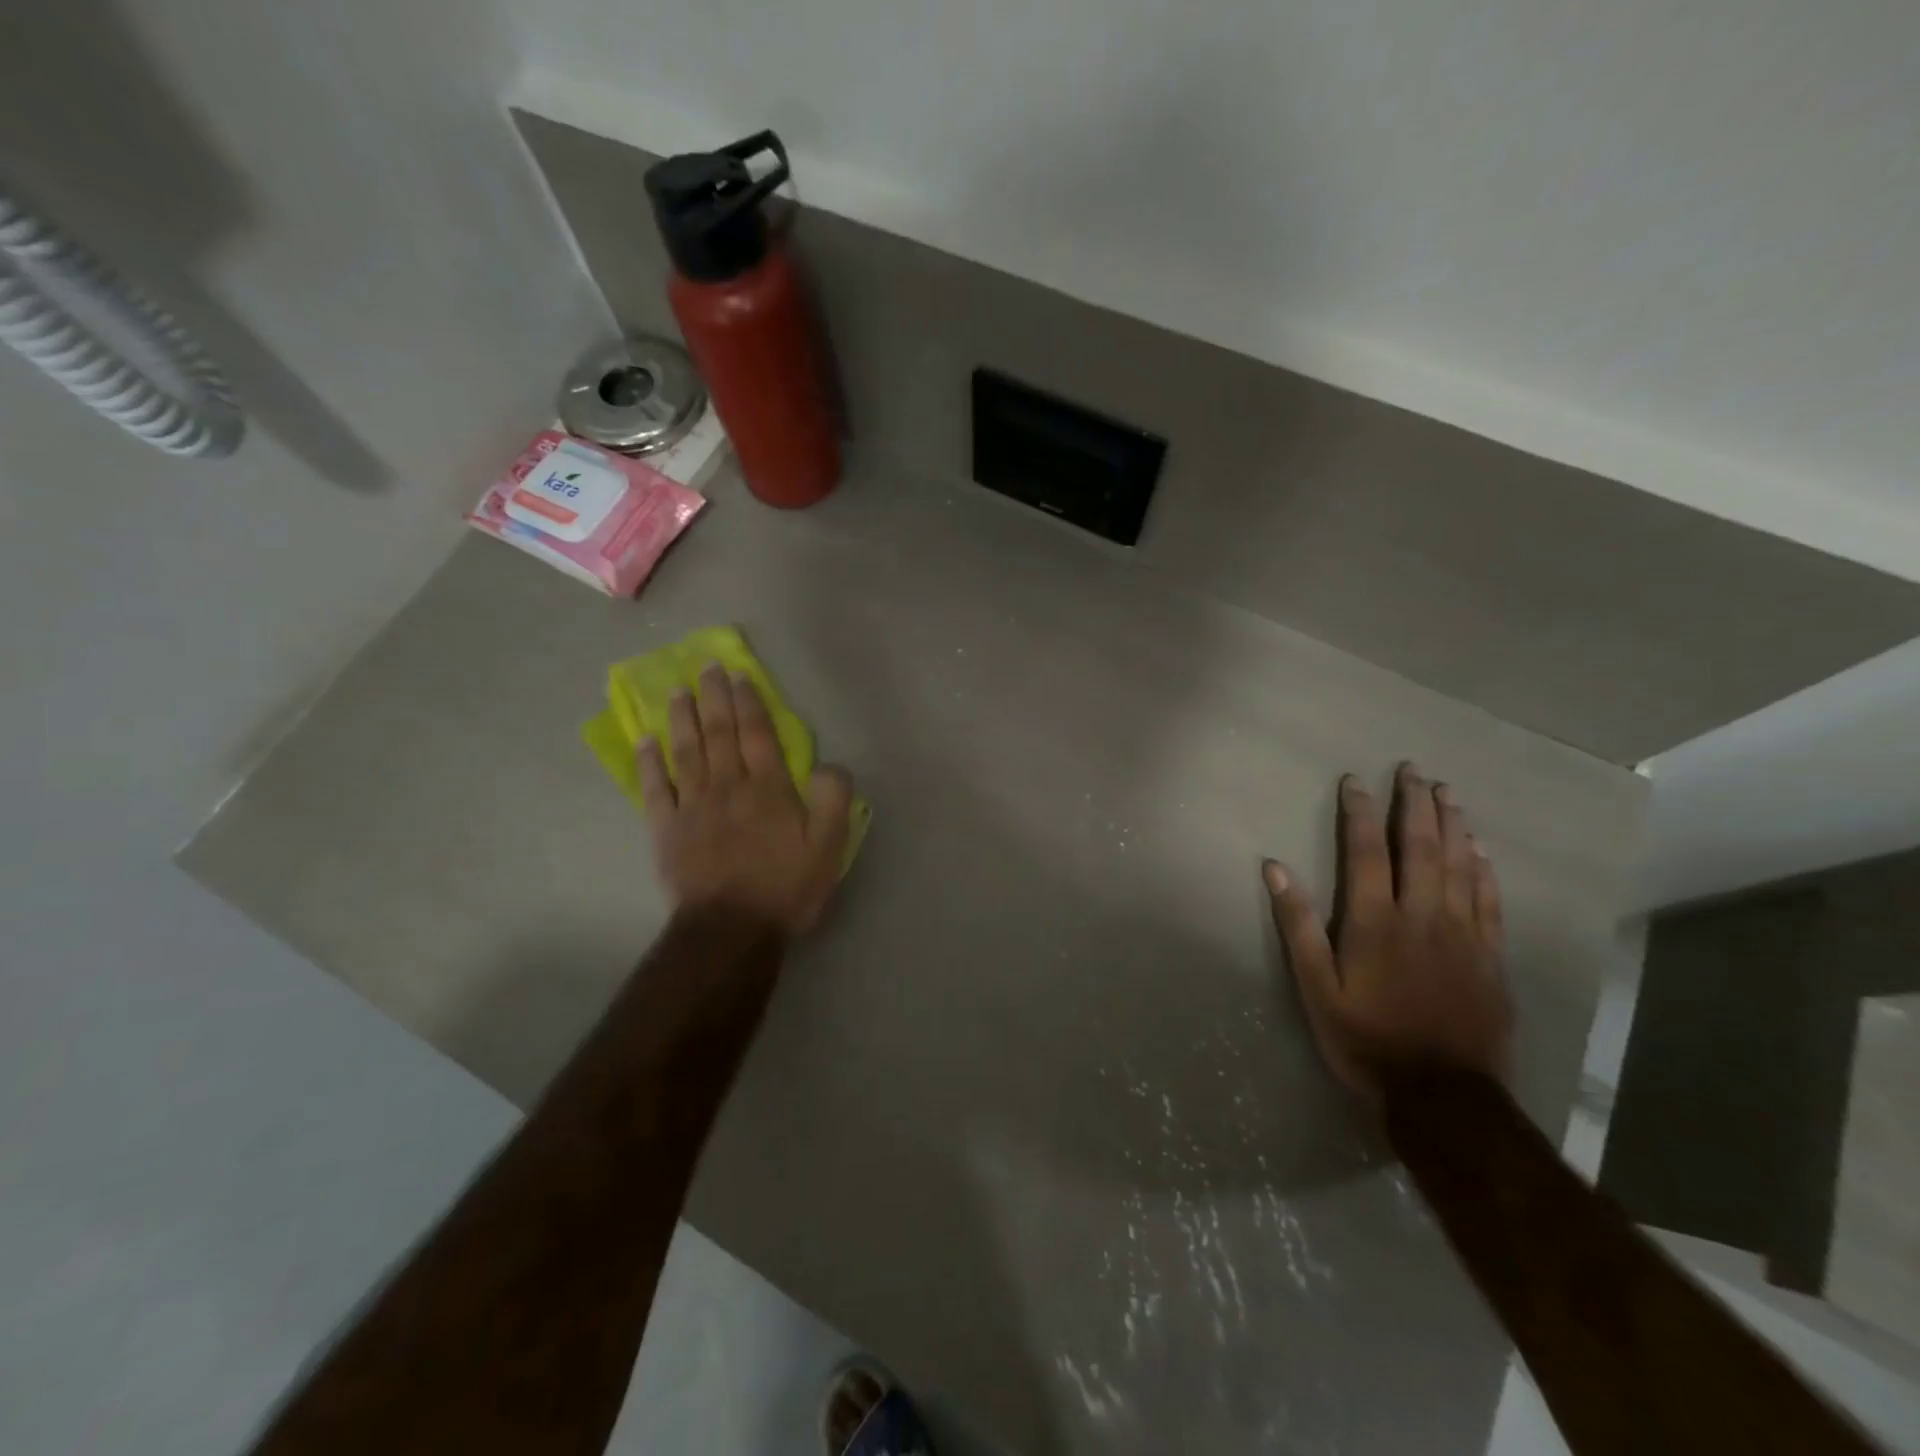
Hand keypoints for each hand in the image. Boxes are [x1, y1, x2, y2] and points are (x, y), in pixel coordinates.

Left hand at [637, 665, 854, 936]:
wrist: (731, 929)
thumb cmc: (786, 888)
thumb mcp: (829, 847)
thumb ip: (833, 800)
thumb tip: (830, 765)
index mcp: (769, 789)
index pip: (758, 735)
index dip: (749, 703)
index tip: (739, 676)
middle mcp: (728, 787)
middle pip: (720, 733)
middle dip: (714, 698)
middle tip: (707, 668)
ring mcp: (693, 806)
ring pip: (686, 751)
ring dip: (682, 718)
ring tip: (678, 691)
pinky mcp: (667, 829)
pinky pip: (655, 788)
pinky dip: (650, 763)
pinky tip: (646, 741)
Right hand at [1264, 763, 1512, 1105]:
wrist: (1442, 1096)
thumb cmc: (1365, 1039)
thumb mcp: (1315, 988)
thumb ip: (1297, 925)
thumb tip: (1275, 868)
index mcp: (1375, 921)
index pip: (1366, 851)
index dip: (1360, 811)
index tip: (1355, 780)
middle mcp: (1423, 916)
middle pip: (1421, 847)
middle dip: (1415, 804)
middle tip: (1413, 770)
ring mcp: (1463, 935)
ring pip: (1460, 865)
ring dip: (1453, 824)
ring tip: (1447, 793)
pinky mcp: (1490, 957)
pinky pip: (1490, 900)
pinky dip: (1484, 869)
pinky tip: (1480, 849)